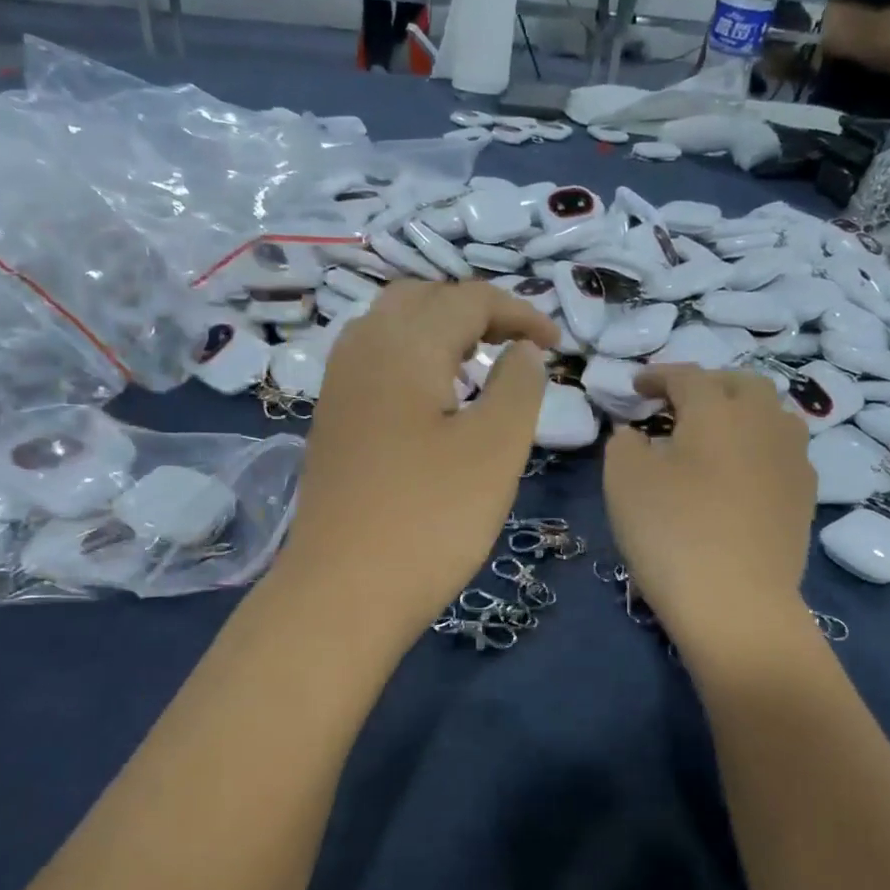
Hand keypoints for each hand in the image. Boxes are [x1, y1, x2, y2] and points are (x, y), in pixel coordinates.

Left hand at [275, 281, 557, 638]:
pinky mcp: (332, 420)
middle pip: (422, 299)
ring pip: (392, 326)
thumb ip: (519, 386)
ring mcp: (339, 385)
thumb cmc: (430, 518)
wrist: (342, 590)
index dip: (519, 311)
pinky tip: (434, 398)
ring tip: (477, 365)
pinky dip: (413, 358)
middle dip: (475, 310)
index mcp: (404, 344)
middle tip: (516, 346)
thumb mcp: (495, 448)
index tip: (557, 343)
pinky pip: (375, 361)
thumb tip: (523, 350)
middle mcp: (362, 349)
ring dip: (439, 330)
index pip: (468, 298)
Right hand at [603, 366, 814, 648]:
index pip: (687, 376)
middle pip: (742, 384)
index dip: (658, 376)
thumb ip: (625, 443)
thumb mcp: (624, 480)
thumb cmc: (672, 531)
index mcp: (717, 409)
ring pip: (772, 416)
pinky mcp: (805, 497)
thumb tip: (637, 435)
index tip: (636, 386)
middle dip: (708, 385)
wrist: (736, 603)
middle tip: (679, 404)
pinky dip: (757, 449)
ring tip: (715, 434)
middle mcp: (763, 422)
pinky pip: (782, 453)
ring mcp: (793, 460)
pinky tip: (741, 473)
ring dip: (741, 413)